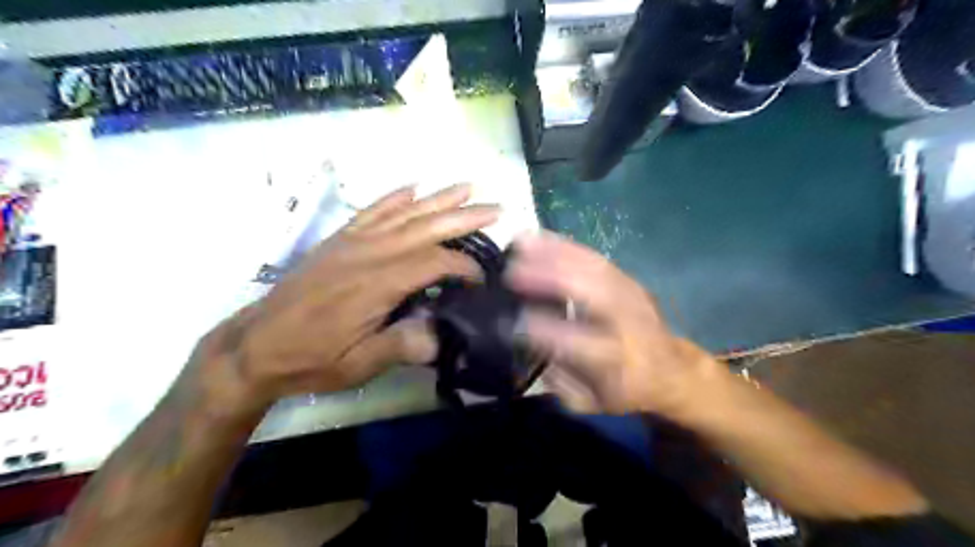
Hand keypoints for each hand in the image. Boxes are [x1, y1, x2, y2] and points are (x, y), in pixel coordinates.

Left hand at [199, 181, 502, 409]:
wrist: (256, 345)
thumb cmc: (310, 358)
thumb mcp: (358, 365)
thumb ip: (402, 346)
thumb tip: (443, 334)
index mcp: (378, 284)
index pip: (434, 262)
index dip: (464, 267)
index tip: (482, 280)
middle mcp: (369, 254)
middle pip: (426, 227)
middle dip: (464, 216)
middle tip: (496, 208)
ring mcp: (352, 242)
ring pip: (404, 213)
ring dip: (438, 199)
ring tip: (466, 187)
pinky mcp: (339, 240)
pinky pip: (371, 211)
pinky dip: (394, 197)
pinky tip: (412, 188)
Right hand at [511, 231, 721, 418]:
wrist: (671, 369)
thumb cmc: (625, 390)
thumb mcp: (592, 402)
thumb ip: (560, 381)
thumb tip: (532, 346)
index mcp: (618, 362)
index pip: (577, 342)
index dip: (544, 329)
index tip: (513, 320)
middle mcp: (627, 324)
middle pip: (591, 293)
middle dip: (550, 278)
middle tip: (511, 272)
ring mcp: (631, 296)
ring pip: (593, 268)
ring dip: (554, 253)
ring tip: (520, 244)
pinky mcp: (629, 280)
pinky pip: (596, 257)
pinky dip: (566, 245)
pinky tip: (541, 236)